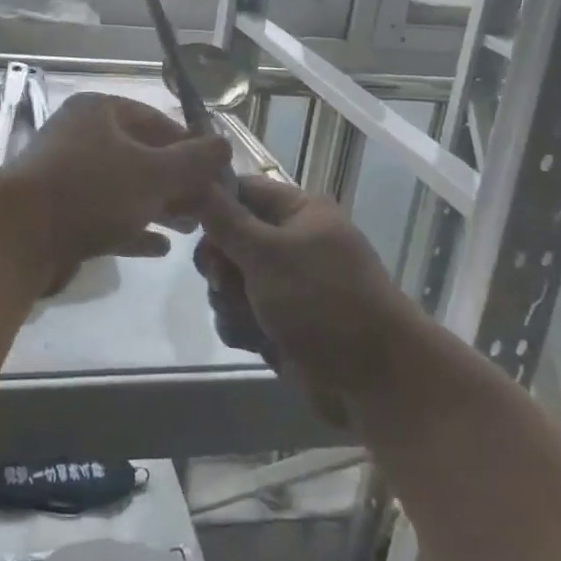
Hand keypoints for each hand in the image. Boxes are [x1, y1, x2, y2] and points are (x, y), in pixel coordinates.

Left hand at [2, 93, 229, 295]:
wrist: (18, 236)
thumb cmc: (93, 190)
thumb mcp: (154, 172)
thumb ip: (194, 160)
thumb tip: (225, 145)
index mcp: (99, 112)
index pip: (156, 120)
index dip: (190, 146)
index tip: (216, 174)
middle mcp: (81, 137)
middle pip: (140, 155)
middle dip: (177, 182)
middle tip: (207, 207)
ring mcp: (66, 176)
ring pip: (124, 188)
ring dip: (159, 207)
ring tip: (190, 229)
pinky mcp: (59, 213)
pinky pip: (105, 216)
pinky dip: (132, 228)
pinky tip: (159, 248)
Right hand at [196, 177, 409, 402]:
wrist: (375, 379)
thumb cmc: (322, 301)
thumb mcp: (266, 253)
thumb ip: (224, 219)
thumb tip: (194, 180)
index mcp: (299, 212)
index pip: (242, 190)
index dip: (211, 203)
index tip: (184, 222)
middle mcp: (292, 242)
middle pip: (229, 238)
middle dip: (220, 263)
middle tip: (222, 280)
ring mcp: (288, 284)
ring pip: (231, 280)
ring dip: (228, 300)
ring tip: (248, 318)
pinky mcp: (283, 321)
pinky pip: (243, 313)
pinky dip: (242, 326)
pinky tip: (255, 342)